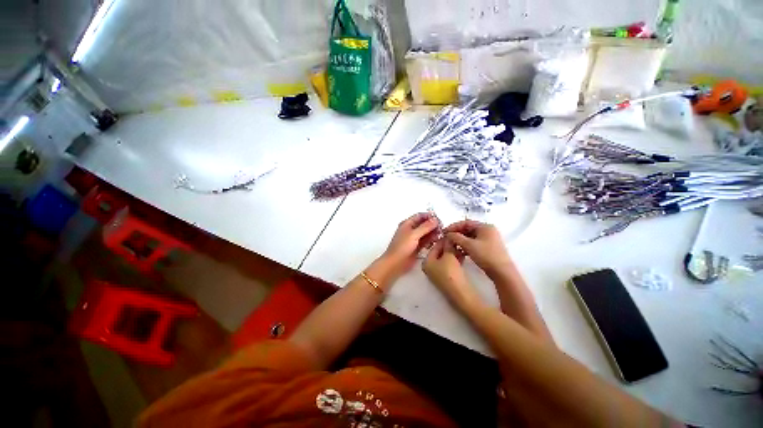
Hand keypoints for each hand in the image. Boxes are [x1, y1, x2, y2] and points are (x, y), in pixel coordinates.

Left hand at [380, 212, 439, 280]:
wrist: (395, 263)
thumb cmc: (402, 247)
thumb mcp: (413, 235)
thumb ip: (425, 227)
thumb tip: (435, 220)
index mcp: (407, 224)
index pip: (420, 216)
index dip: (429, 216)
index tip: (439, 220)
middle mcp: (411, 230)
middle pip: (424, 224)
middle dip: (433, 225)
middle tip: (442, 228)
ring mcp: (414, 238)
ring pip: (426, 233)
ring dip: (433, 233)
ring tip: (440, 235)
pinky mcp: (417, 247)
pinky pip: (426, 241)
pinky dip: (431, 240)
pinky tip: (437, 241)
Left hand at [423, 239, 482, 311]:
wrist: (460, 294)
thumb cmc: (450, 272)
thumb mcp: (449, 255)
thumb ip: (448, 244)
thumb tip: (449, 236)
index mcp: (426, 261)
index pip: (434, 246)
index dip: (444, 239)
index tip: (452, 234)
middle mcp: (429, 267)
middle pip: (439, 251)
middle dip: (449, 245)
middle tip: (458, 239)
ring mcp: (437, 273)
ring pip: (445, 258)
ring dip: (453, 251)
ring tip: (462, 245)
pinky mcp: (445, 277)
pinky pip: (449, 264)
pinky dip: (455, 258)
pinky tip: (463, 253)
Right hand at [444, 220, 511, 278]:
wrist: (502, 272)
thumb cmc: (486, 255)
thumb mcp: (469, 245)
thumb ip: (456, 237)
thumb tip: (448, 234)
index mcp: (485, 226)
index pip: (465, 222)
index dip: (453, 226)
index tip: (444, 232)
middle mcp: (487, 230)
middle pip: (468, 229)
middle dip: (456, 234)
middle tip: (446, 239)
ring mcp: (488, 239)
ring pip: (470, 237)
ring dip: (460, 240)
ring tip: (451, 245)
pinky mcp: (488, 247)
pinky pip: (474, 243)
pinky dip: (466, 245)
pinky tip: (459, 251)